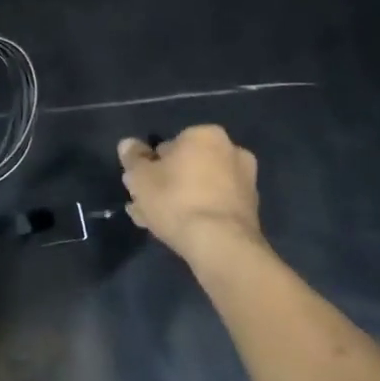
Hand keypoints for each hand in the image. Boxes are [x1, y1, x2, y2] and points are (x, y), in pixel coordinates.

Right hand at [118, 126, 266, 266]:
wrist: (221, 245)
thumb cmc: (176, 200)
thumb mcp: (140, 177)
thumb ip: (133, 157)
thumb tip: (129, 144)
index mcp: (206, 135)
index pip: (168, 146)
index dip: (150, 166)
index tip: (139, 185)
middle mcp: (231, 152)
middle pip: (186, 167)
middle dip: (165, 184)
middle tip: (144, 205)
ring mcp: (245, 182)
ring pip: (200, 188)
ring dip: (178, 200)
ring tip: (154, 223)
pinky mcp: (250, 211)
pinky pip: (214, 206)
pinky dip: (197, 213)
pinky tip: (177, 232)